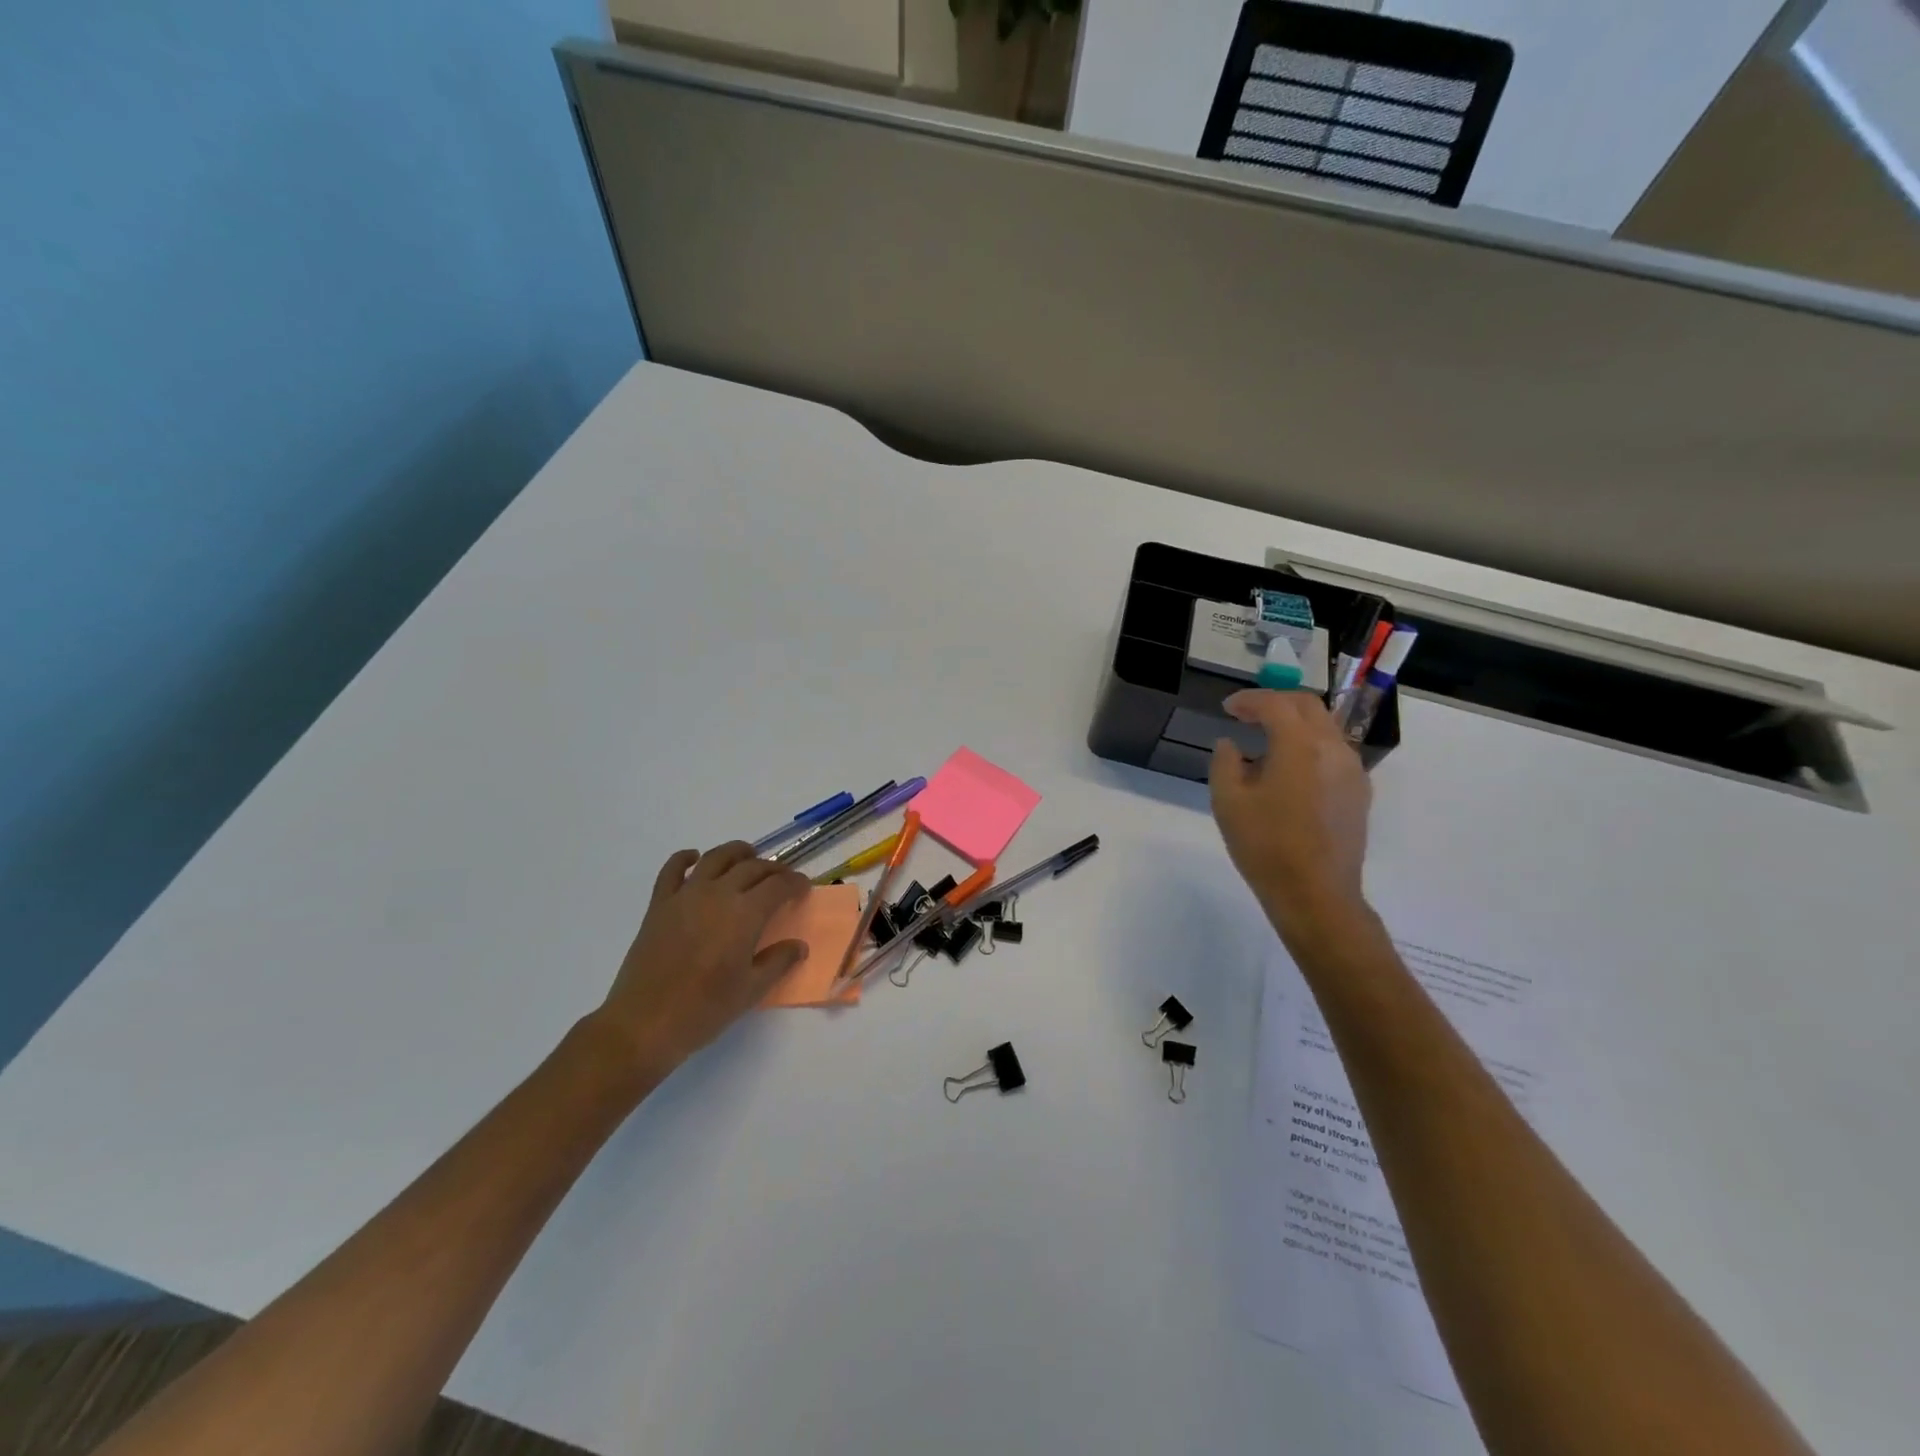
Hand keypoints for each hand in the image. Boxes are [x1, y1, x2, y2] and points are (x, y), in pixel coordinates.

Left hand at [593, 843, 810, 1077]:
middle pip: (752, 868)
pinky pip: (672, 869)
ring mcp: (686, 895)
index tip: (804, 888)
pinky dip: (685, 858)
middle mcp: (718, 894)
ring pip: (716, 858)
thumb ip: (779, 962)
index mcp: (745, 913)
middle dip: (773, 869)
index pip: (779, 885)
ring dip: (737, 852)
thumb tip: (799, 945)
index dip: (795, 883)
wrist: (644, 1023)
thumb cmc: (704, 1009)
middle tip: (782, 878)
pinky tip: (694, 858)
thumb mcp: (751, 990)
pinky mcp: (660, 904)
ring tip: (748, 857)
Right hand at [1209, 690, 1372, 944]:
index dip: (1249, 700)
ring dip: (1294, 724)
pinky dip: (1309, 746)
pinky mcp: (1359, 792)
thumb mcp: (1228, 802)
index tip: (1227, 708)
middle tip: (1247, 714)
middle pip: (1307, 706)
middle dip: (1276, 702)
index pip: (1276, 704)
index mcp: (1300, 746)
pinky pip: (1333, 752)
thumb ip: (1225, 763)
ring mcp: (1352, 770)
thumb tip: (1231, 745)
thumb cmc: (1266, 846)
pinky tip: (1288, 771)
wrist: (1316, 894)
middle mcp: (1333, 748)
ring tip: (1265, 743)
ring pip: (1325, 727)